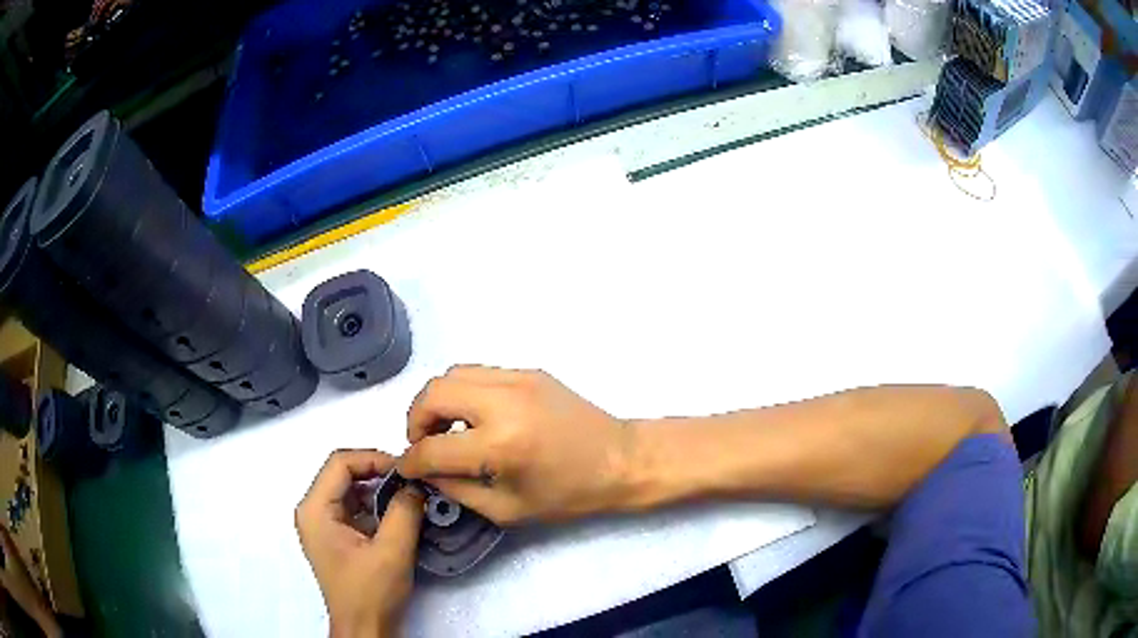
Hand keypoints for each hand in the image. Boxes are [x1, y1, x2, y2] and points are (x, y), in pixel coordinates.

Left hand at [296, 450, 424, 637]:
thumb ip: (405, 511)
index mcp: (315, 509)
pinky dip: (376, 506)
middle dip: (378, 473)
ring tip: (409, 496)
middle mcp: (312, 510)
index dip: (374, 458)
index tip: (406, 470)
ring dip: (379, 489)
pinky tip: (398, 515)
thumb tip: (417, 483)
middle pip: (343, 473)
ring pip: (350, 489)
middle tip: (411, 481)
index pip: (341, 463)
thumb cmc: (371, 592)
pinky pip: (354, 507)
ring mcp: (322, 524)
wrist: (364, 628)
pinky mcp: (335, 536)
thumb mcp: (392, 550)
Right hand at [398, 366, 633, 524]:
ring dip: (438, 401)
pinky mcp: (529, 371)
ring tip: (446, 428)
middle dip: (416, 420)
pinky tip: (476, 417)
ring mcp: (518, 379)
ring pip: (452, 374)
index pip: (433, 448)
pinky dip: (464, 392)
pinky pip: (479, 373)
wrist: (620, 459)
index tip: (407, 468)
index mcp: (500, 445)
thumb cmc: (569, 494)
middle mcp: (504, 402)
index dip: (411, 461)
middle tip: (423, 443)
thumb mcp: (507, 509)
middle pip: (433, 393)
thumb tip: (426, 471)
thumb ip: (457, 490)